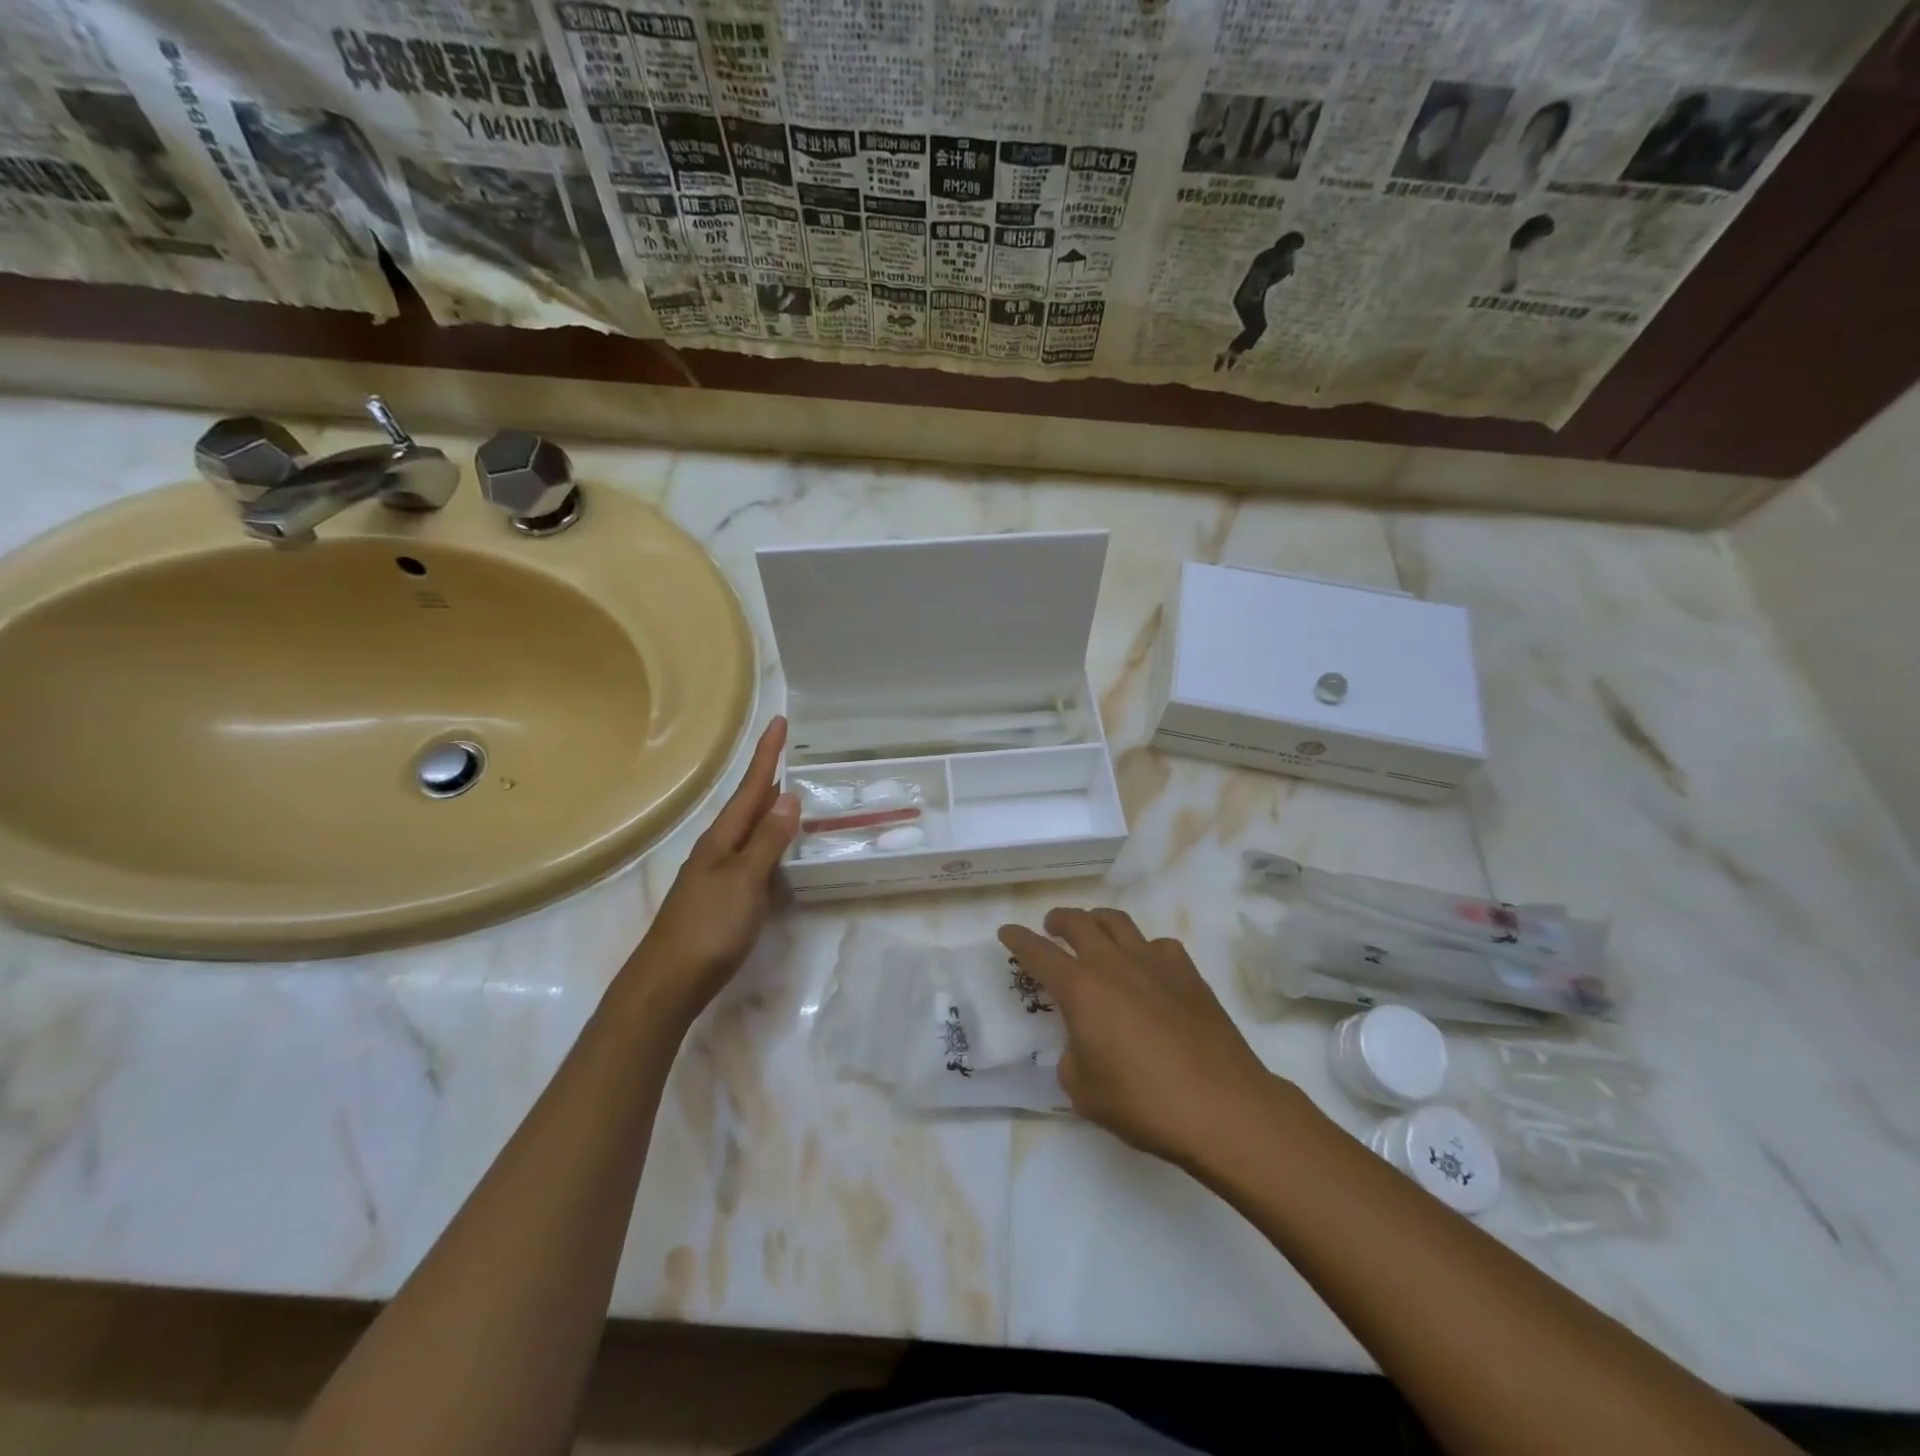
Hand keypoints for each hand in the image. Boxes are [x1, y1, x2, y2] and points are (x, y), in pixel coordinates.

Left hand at [626, 716, 798, 1021]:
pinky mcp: (720, 897)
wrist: (668, 982)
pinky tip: (774, 849)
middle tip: (786, 750)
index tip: (780, 721)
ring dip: (766, 808)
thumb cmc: (710, 927)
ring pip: (747, 830)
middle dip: (767, 777)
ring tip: (786, 791)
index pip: (751, 788)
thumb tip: (788, 798)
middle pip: (747, 804)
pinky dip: (765, 840)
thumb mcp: (745, 881)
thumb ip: (768, 841)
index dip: (767, 755)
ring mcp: (715, 873)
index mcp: (722, 839)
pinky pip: (748, 854)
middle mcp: (717, 849)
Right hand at [1000, 907, 1285, 1167]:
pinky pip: (1157, 946)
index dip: (1018, 940)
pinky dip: (1142, 949)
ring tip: (1094, 932)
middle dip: (1059, 920)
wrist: (1222, 1107)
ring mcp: (1155, 963)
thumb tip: (1082, 1044)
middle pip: (1080, 922)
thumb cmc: (1144, 1103)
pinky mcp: (1189, 974)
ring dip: (1098, 921)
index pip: (1038, 953)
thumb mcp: (1085, 1092)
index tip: (1006, 932)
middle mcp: (1114, 964)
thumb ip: (1071, 1059)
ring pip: (1119, 922)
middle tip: (1051, 927)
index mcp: (1081, 989)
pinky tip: (1146, 968)